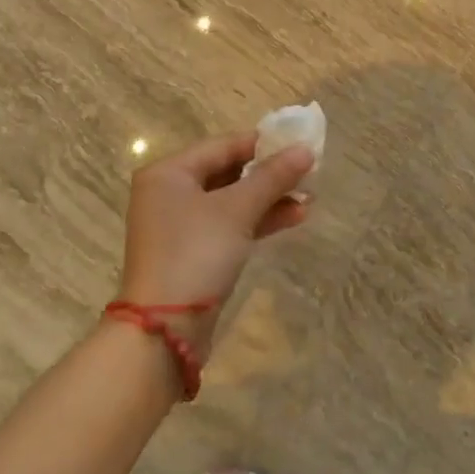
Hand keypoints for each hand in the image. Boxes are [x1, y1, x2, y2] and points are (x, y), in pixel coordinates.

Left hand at [120, 131, 314, 353]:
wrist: (164, 330)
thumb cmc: (195, 254)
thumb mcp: (237, 210)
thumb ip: (272, 177)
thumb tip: (305, 149)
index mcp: (169, 172)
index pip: (223, 145)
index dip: (264, 143)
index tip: (301, 144)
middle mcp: (169, 193)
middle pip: (228, 172)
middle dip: (270, 174)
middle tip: (310, 173)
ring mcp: (179, 225)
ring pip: (232, 201)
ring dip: (269, 199)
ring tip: (310, 198)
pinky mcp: (192, 252)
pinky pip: (229, 225)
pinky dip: (257, 220)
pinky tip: (293, 217)